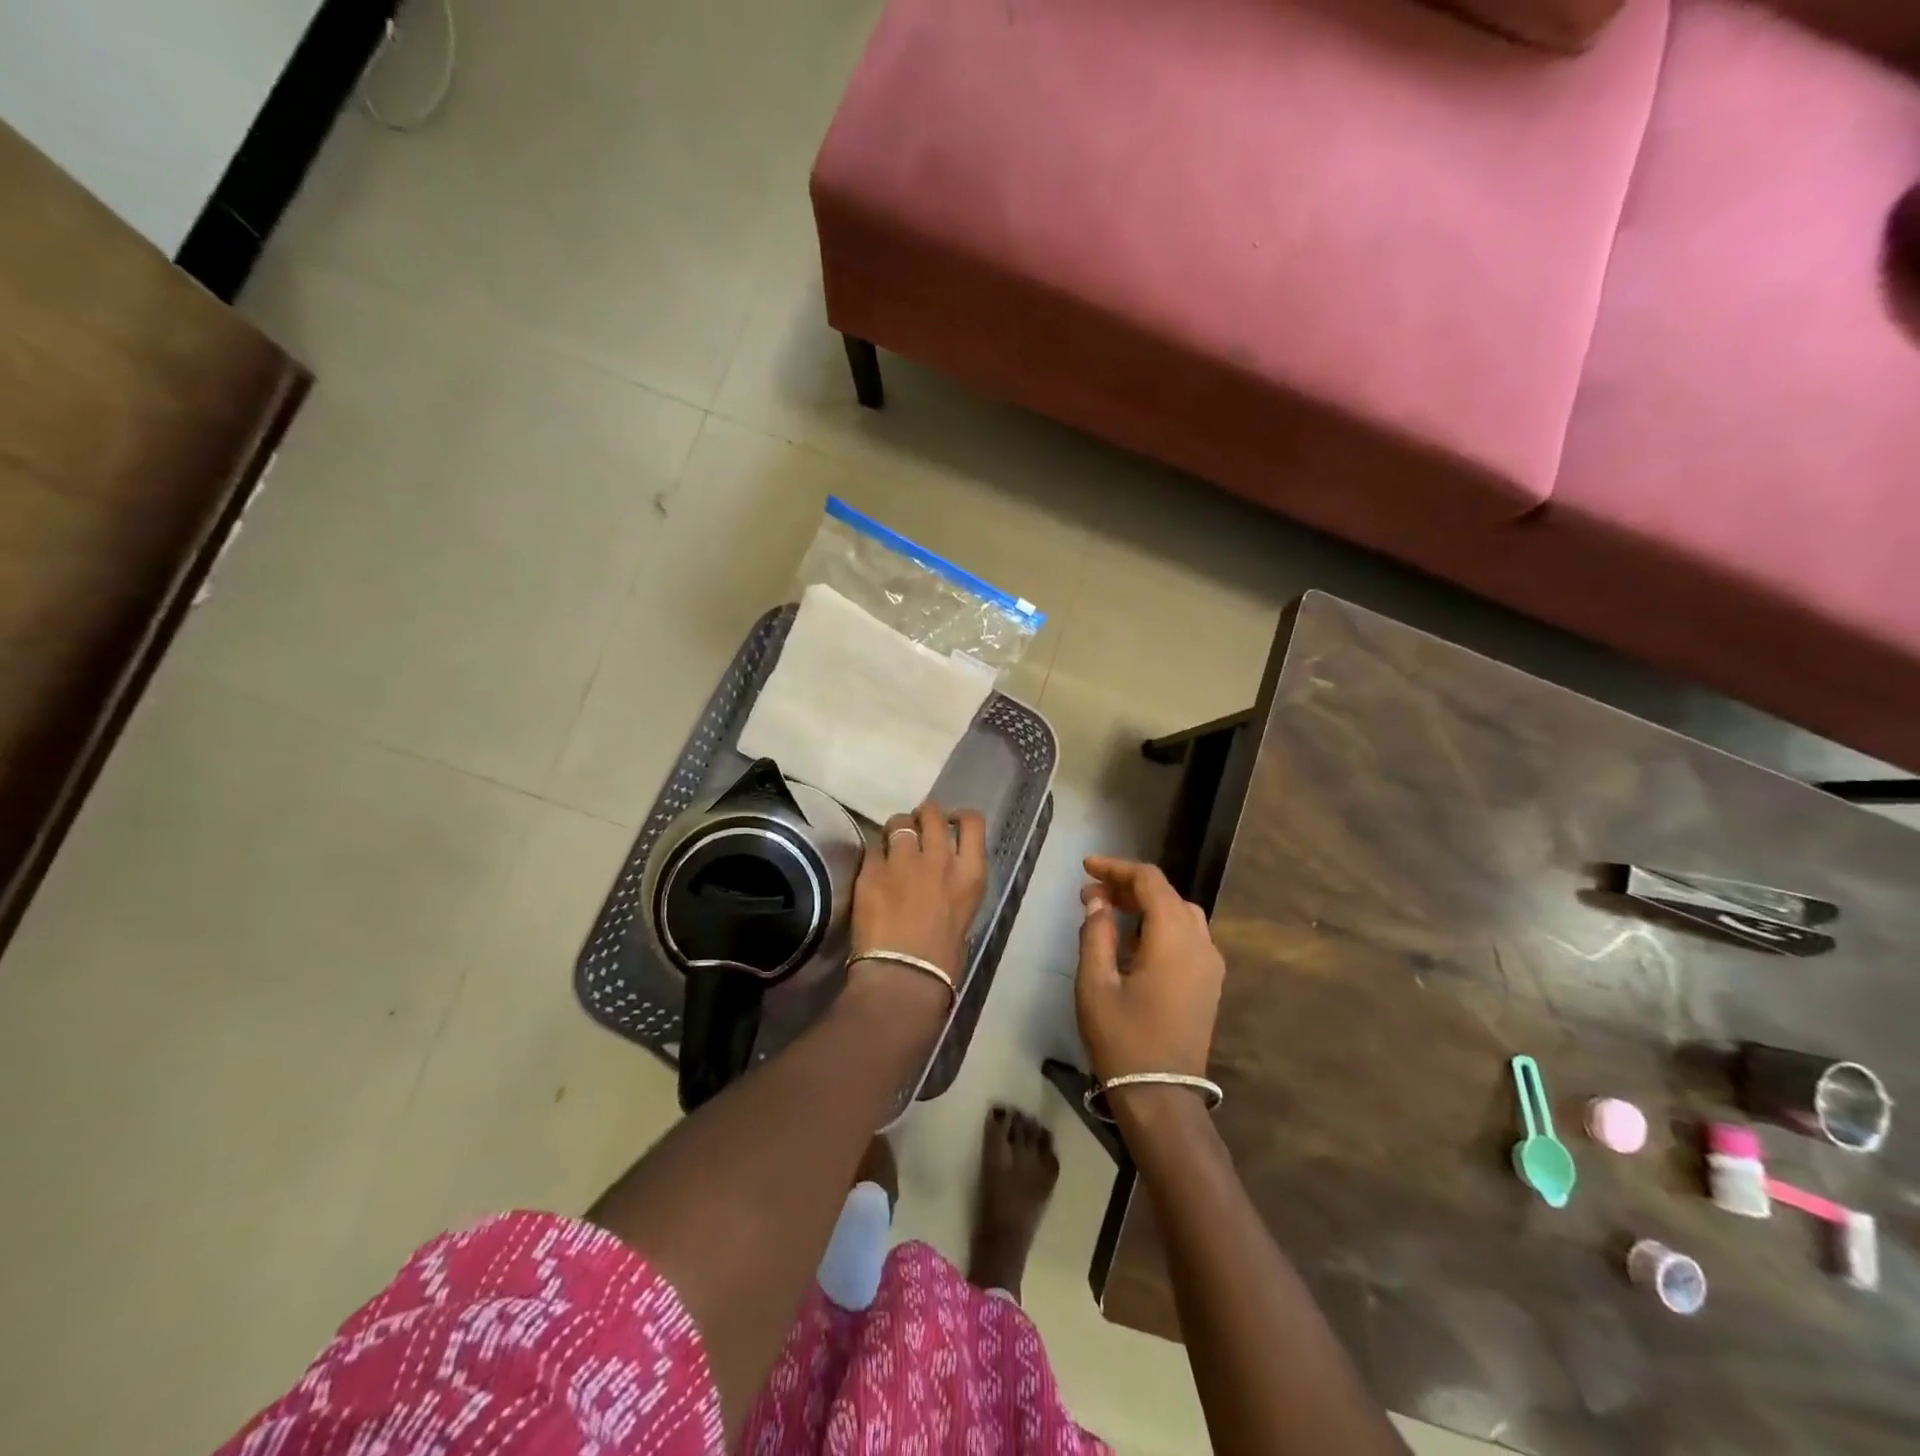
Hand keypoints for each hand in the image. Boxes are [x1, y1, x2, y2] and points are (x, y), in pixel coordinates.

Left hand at [849, 802, 987, 999]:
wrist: (904, 976)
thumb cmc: (943, 961)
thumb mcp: (964, 916)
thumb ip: (954, 888)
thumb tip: (942, 883)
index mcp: (970, 873)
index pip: (973, 823)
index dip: (960, 816)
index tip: (952, 822)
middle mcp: (939, 858)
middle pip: (932, 813)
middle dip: (923, 816)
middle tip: (916, 828)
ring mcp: (903, 862)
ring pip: (898, 822)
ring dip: (896, 830)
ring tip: (891, 843)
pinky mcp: (872, 871)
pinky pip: (872, 848)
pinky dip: (874, 855)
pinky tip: (872, 870)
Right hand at [1076, 857, 1223, 1083]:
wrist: (1162, 1098)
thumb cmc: (1123, 1039)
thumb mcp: (1095, 984)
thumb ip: (1096, 934)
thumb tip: (1097, 902)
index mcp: (1174, 938)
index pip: (1149, 881)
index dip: (1116, 868)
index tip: (1085, 868)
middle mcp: (1200, 943)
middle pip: (1166, 894)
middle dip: (1127, 887)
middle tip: (1090, 896)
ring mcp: (1210, 965)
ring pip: (1180, 914)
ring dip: (1145, 905)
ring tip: (1109, 914)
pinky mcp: (1209, 984)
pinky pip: (1187, 937)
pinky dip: (1160, 926)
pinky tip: (1133, 943)